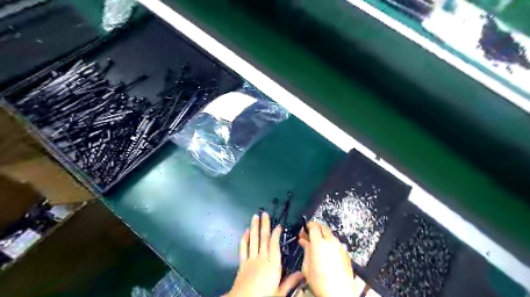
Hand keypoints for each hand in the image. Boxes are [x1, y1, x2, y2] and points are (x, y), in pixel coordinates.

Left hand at [226, 213, 303, 296]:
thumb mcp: (280, 293)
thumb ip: (290, 282)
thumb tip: (302, 274)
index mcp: (272, 264)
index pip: (274, 244)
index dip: (276, 233)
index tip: (278, 225)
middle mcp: (262, 258)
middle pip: (263, 238)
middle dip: (264, 225)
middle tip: (264, 213)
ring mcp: (251, 259)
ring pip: (253, 240)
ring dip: (254, 227)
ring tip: (255, 217)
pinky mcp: (242, 263)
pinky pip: (243, 248)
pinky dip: (244, 239)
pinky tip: (245, 231)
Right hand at [298, 221, 355, 296]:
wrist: (339, 294)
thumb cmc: (321, 283)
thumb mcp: (306, 266)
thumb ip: (306, 249)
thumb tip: (304, 241)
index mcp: (319, 243)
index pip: (313, 226)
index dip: (308, 225)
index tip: (304, 229)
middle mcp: (331, 241)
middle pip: (323, 227)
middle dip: (316, 227)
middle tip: (310, 234)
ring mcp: (340, 247)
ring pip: (330, 234)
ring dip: (323, 235)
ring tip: (317, 244)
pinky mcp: (346, 253)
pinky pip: (337, 243)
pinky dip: (331, 244)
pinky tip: (327, 252)